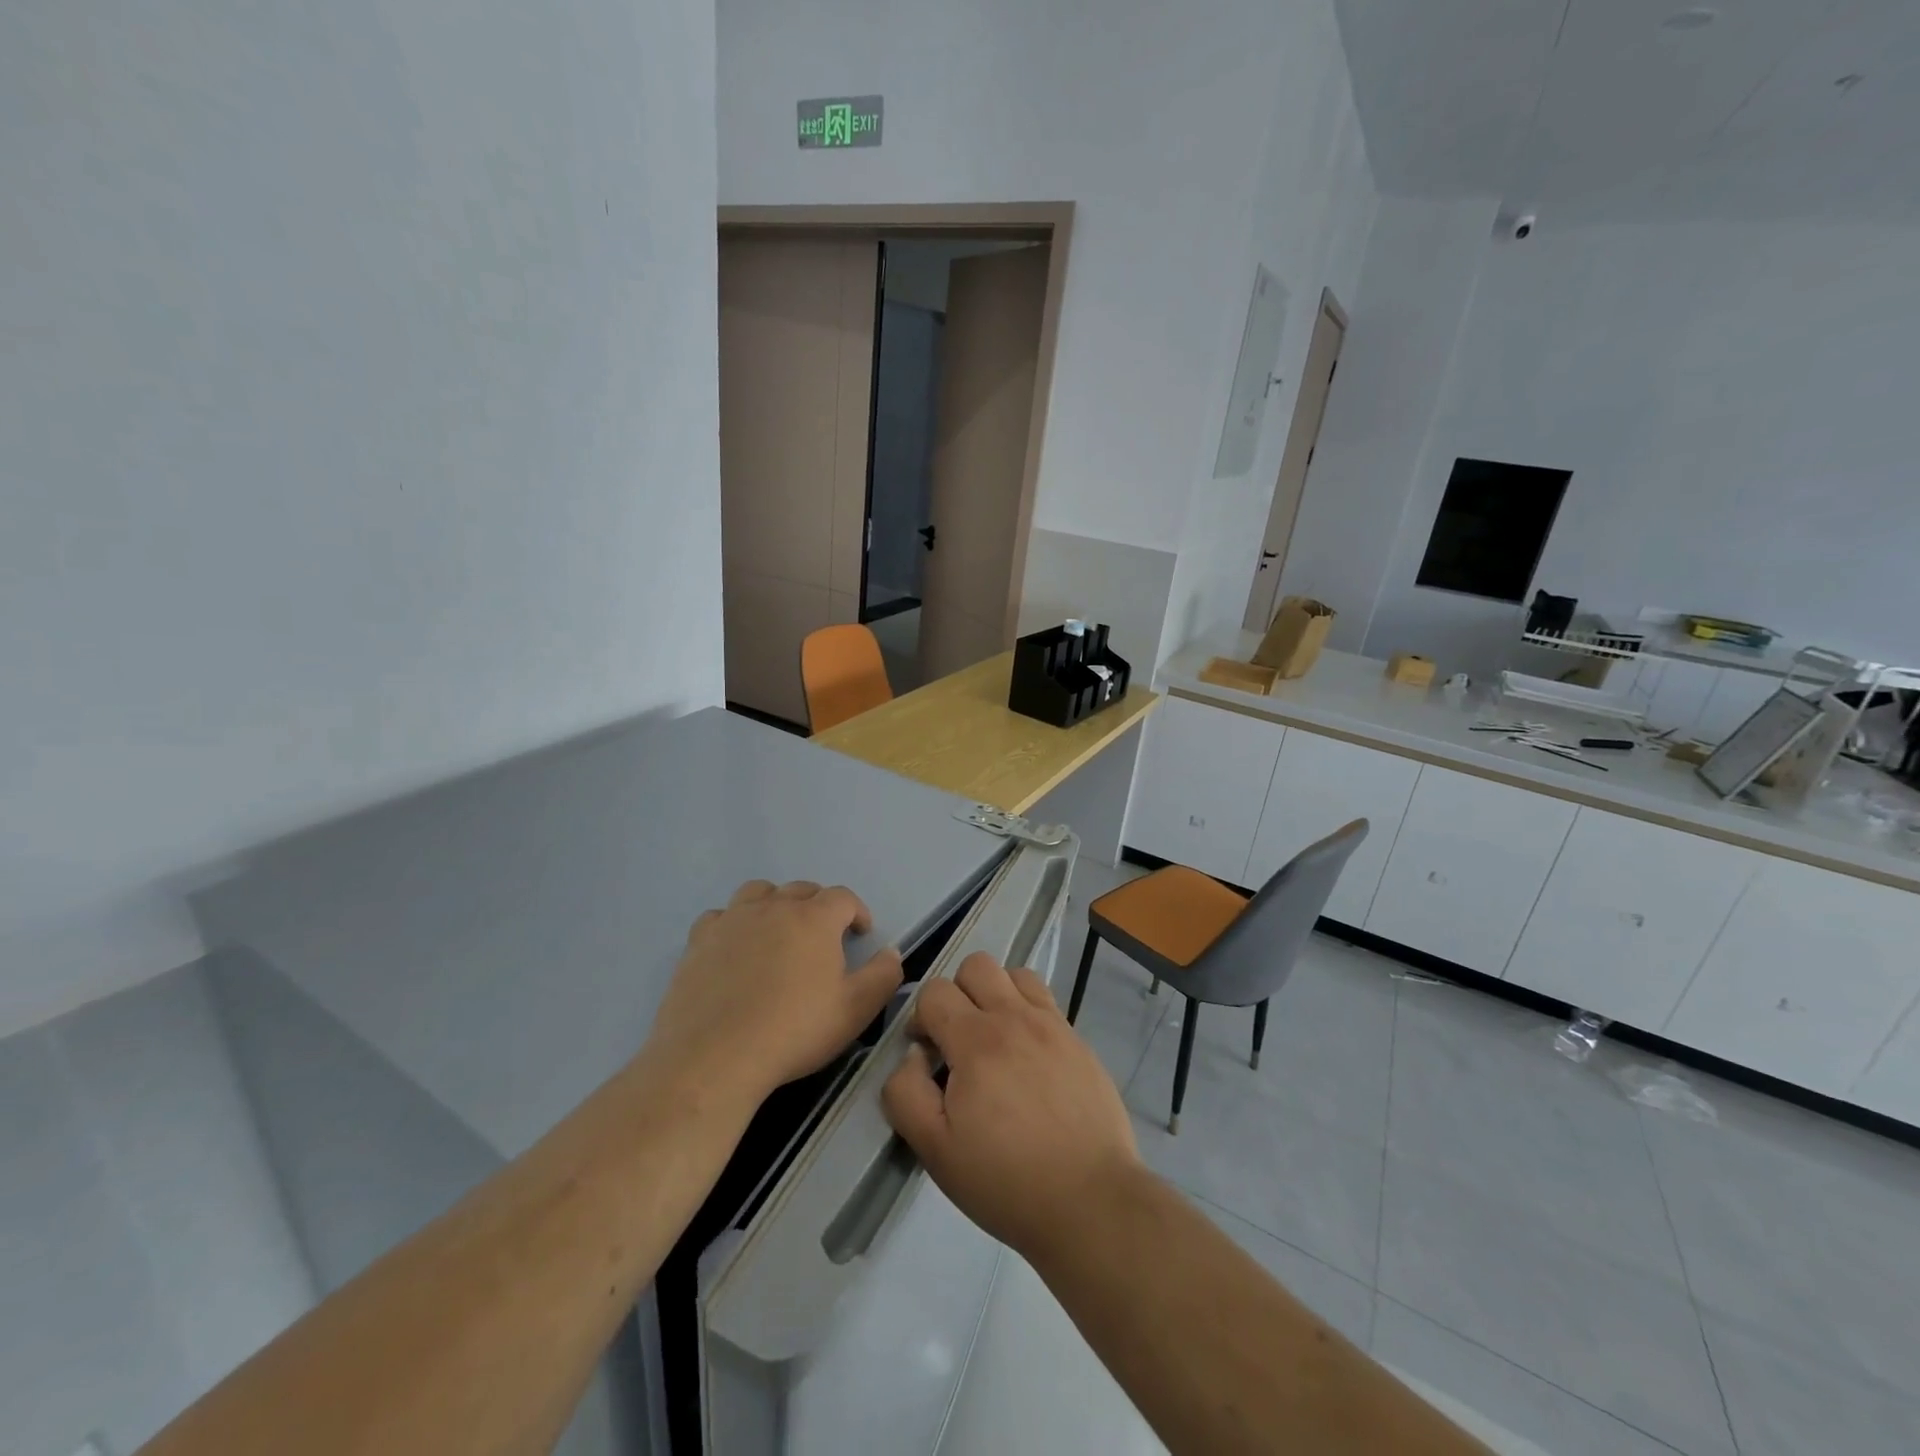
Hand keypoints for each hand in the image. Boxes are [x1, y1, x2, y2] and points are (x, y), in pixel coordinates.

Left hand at [648, 880, 903, 1107]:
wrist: (715, 1057)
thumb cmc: (794, 1031)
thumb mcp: (855, 1010)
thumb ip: (883, 976)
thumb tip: (891, 953)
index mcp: (814, 918)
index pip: (842, 897)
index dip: (856, 911)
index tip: (860, 934)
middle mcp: (774, 907)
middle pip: (802, 889)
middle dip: (819, 906)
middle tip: (824, 937)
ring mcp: (732, 920)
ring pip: (759, 892)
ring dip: (775, 903)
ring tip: (779, 932)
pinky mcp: (699, 940)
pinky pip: (720, 916)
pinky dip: (734, 923)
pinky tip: (736, 948)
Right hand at [882, 952, 1140, 1262]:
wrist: (1091, 1201)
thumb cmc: (1006, 1180)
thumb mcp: (935, 1150)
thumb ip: (906, 1092)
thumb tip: (912, 1055)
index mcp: (976, 1040)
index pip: (935, 991)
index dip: (921, 1019)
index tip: (927, 1057)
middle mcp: (1015, 1017)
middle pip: (976, 965)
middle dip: (957, 994)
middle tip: (959, 1042)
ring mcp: (1053, 1025)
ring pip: (1015, 974)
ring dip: (996, 995)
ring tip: (996, 1040)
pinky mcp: (1079, 1041)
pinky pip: (1046, 1001)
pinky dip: (1028, 1013)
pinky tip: (1029, 1057)